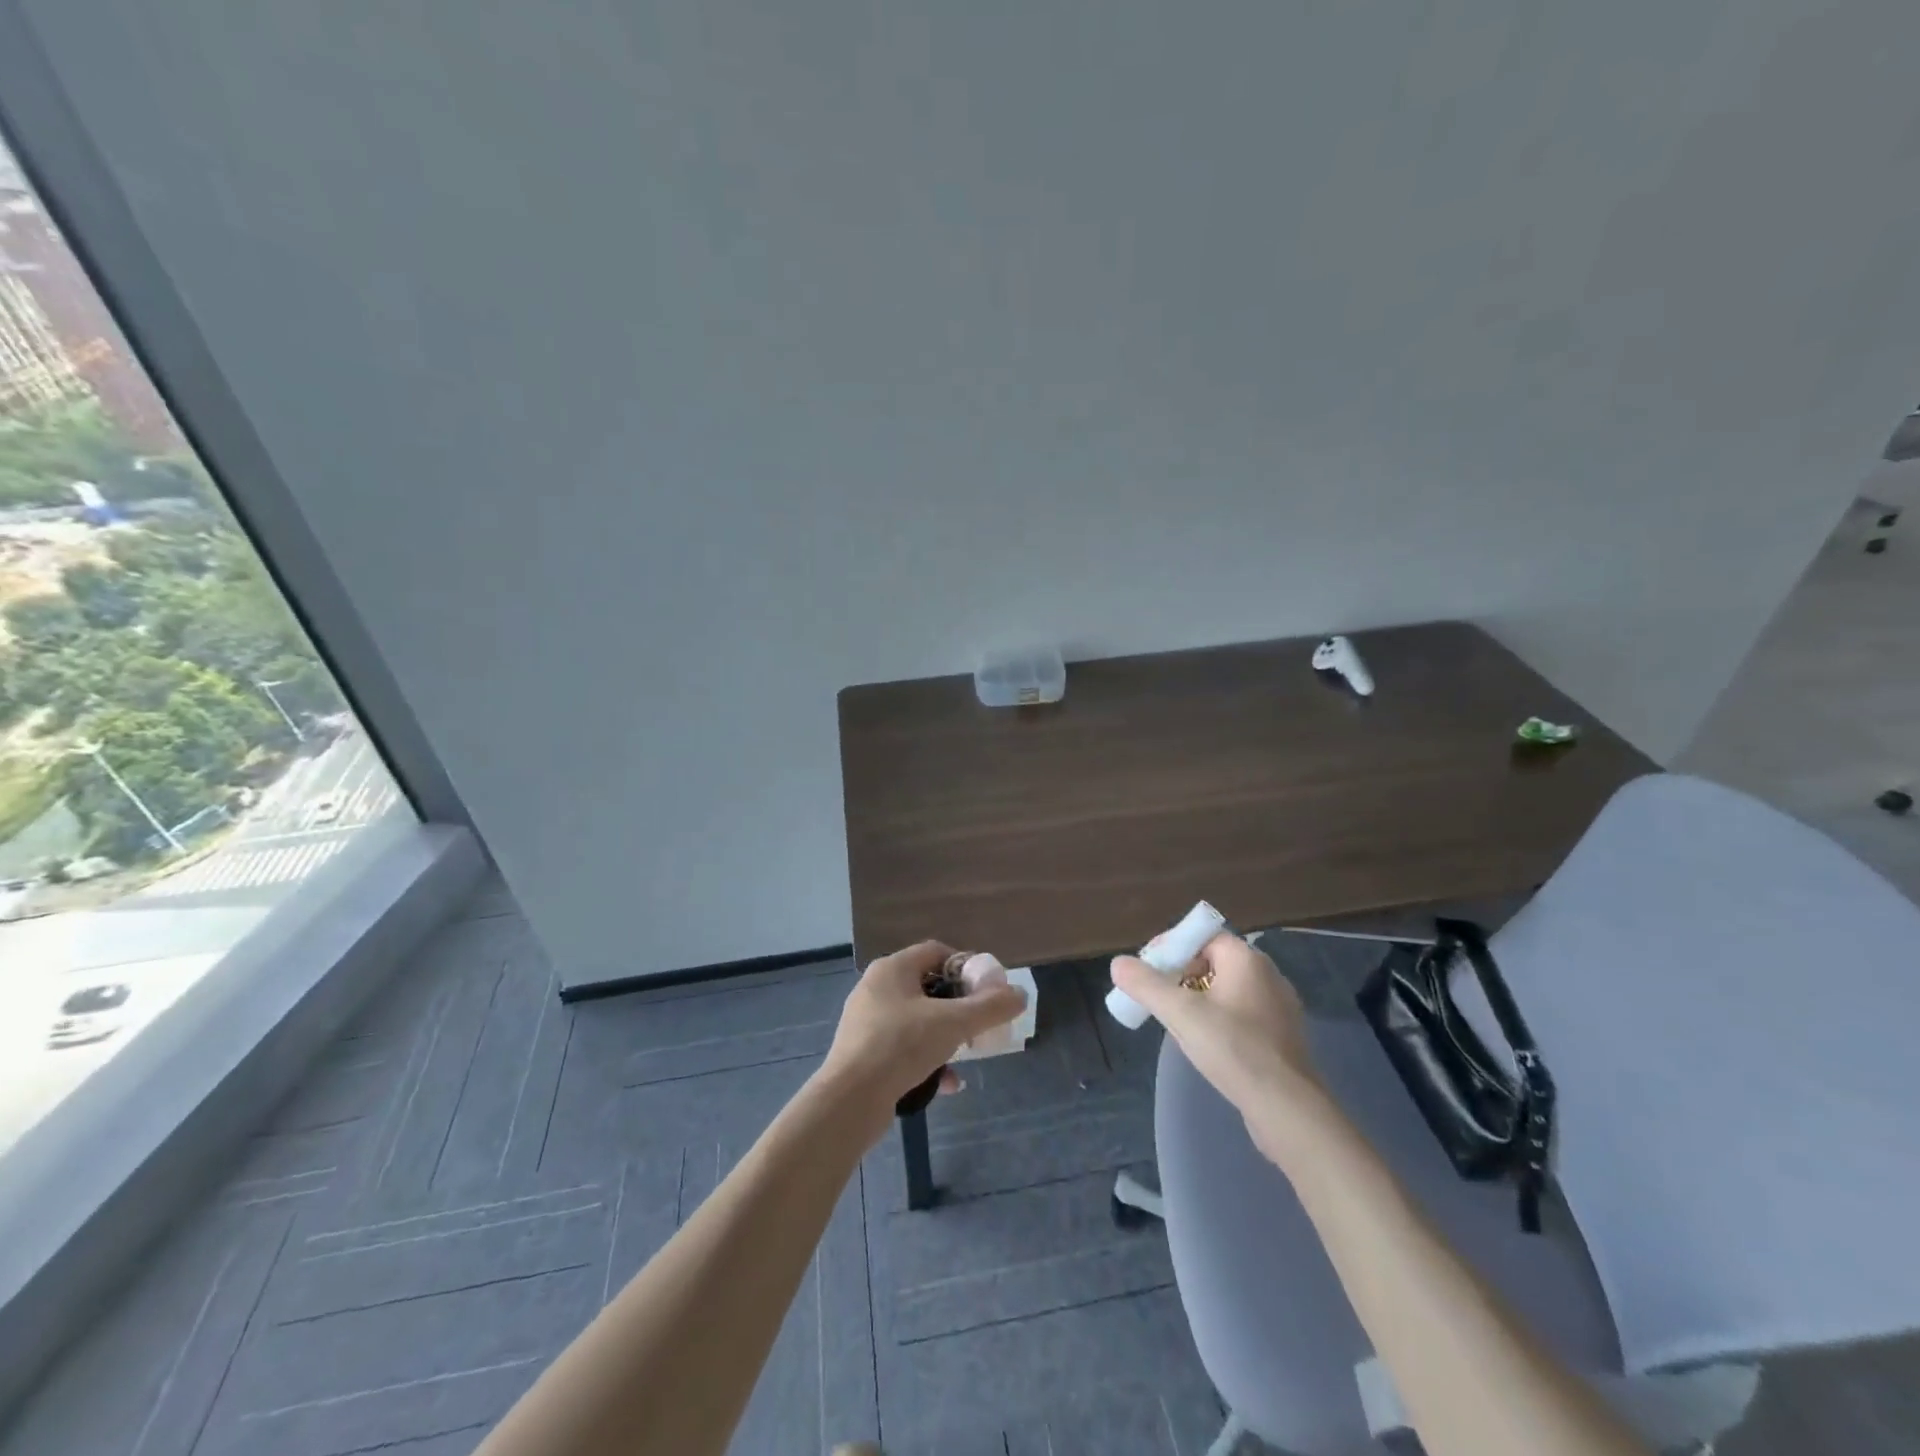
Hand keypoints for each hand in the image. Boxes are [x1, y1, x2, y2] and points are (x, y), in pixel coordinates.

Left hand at [819, 941, 1027, 1130]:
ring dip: (945, 1036)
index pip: (937, 951)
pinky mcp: (863, 1053)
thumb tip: (1020, 994)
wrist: (850, 1100)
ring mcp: (866, 1021)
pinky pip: (903, 1047)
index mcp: (892, 968)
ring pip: (917, 1020)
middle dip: (958, 1006)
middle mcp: (876, 988)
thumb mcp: (953, 1024)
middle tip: (980, 1023)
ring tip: (966, 1054)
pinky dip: (927, 1060)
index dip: (966, 966)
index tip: (987, 990)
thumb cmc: (902, 1046)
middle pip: (928, 986)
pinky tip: (947, 1083)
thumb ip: (990, 1007)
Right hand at [1112, 933, 1326, 1147]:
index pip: (1203, 936)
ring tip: (1176, 1021)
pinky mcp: (1282, 1036)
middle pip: (1213, 961)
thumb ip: (1146, 985)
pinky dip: (1219, 1019)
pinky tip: (1206, 1043)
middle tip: (1157, 997)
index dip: (1172, 947)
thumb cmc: (1234, 1049)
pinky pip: (1242, 1013)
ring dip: (1198, 999)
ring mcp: (1279, 1007)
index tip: (1149, 969)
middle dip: (1181, 975)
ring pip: (1227, 989)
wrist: (1288, 1109)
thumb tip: (1117, 963)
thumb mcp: (1181, 1014)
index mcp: (1246, 959)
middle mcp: (1267, 974)